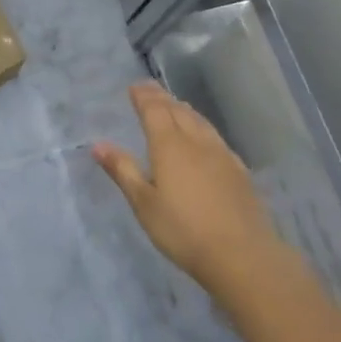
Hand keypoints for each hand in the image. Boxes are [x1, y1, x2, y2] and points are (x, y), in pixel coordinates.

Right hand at [93, 82, 279, 301]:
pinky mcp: (239, 171)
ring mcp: (221, 155)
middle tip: (150, 89)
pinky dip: (202, 127)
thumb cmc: (183, 230)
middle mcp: (196, 141)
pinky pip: (215, 137)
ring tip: (175, 105)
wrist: (242, 255)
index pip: (154, 110)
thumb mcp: (143, 203)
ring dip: (183, 109)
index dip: (144, 96)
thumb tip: (98, 144)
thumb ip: (122, 170)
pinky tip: (204, 138)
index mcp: (169, 145)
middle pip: (178, 111)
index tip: (134, 86)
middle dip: (162, 98)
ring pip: (200, 121)